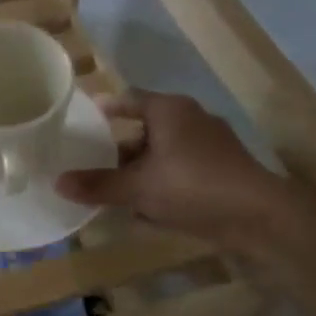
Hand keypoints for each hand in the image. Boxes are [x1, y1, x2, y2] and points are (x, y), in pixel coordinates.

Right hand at [55, 91, 284, 245]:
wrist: (258, 216)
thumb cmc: (192, 186)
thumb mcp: (137, 188)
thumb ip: (98, 185)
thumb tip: (57, 182)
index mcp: (170, 111)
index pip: (131, 99)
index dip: (107, 108)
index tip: (87, 118)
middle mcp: (191, 120)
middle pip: (146, 129)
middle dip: (120, 149)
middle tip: (92, 163)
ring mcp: (210, 146)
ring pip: (163, 154)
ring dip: (140, 171)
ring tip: (114, 191)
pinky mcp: (221, 171)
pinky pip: (181, 172)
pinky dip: (162, 185)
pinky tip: (147, 211)